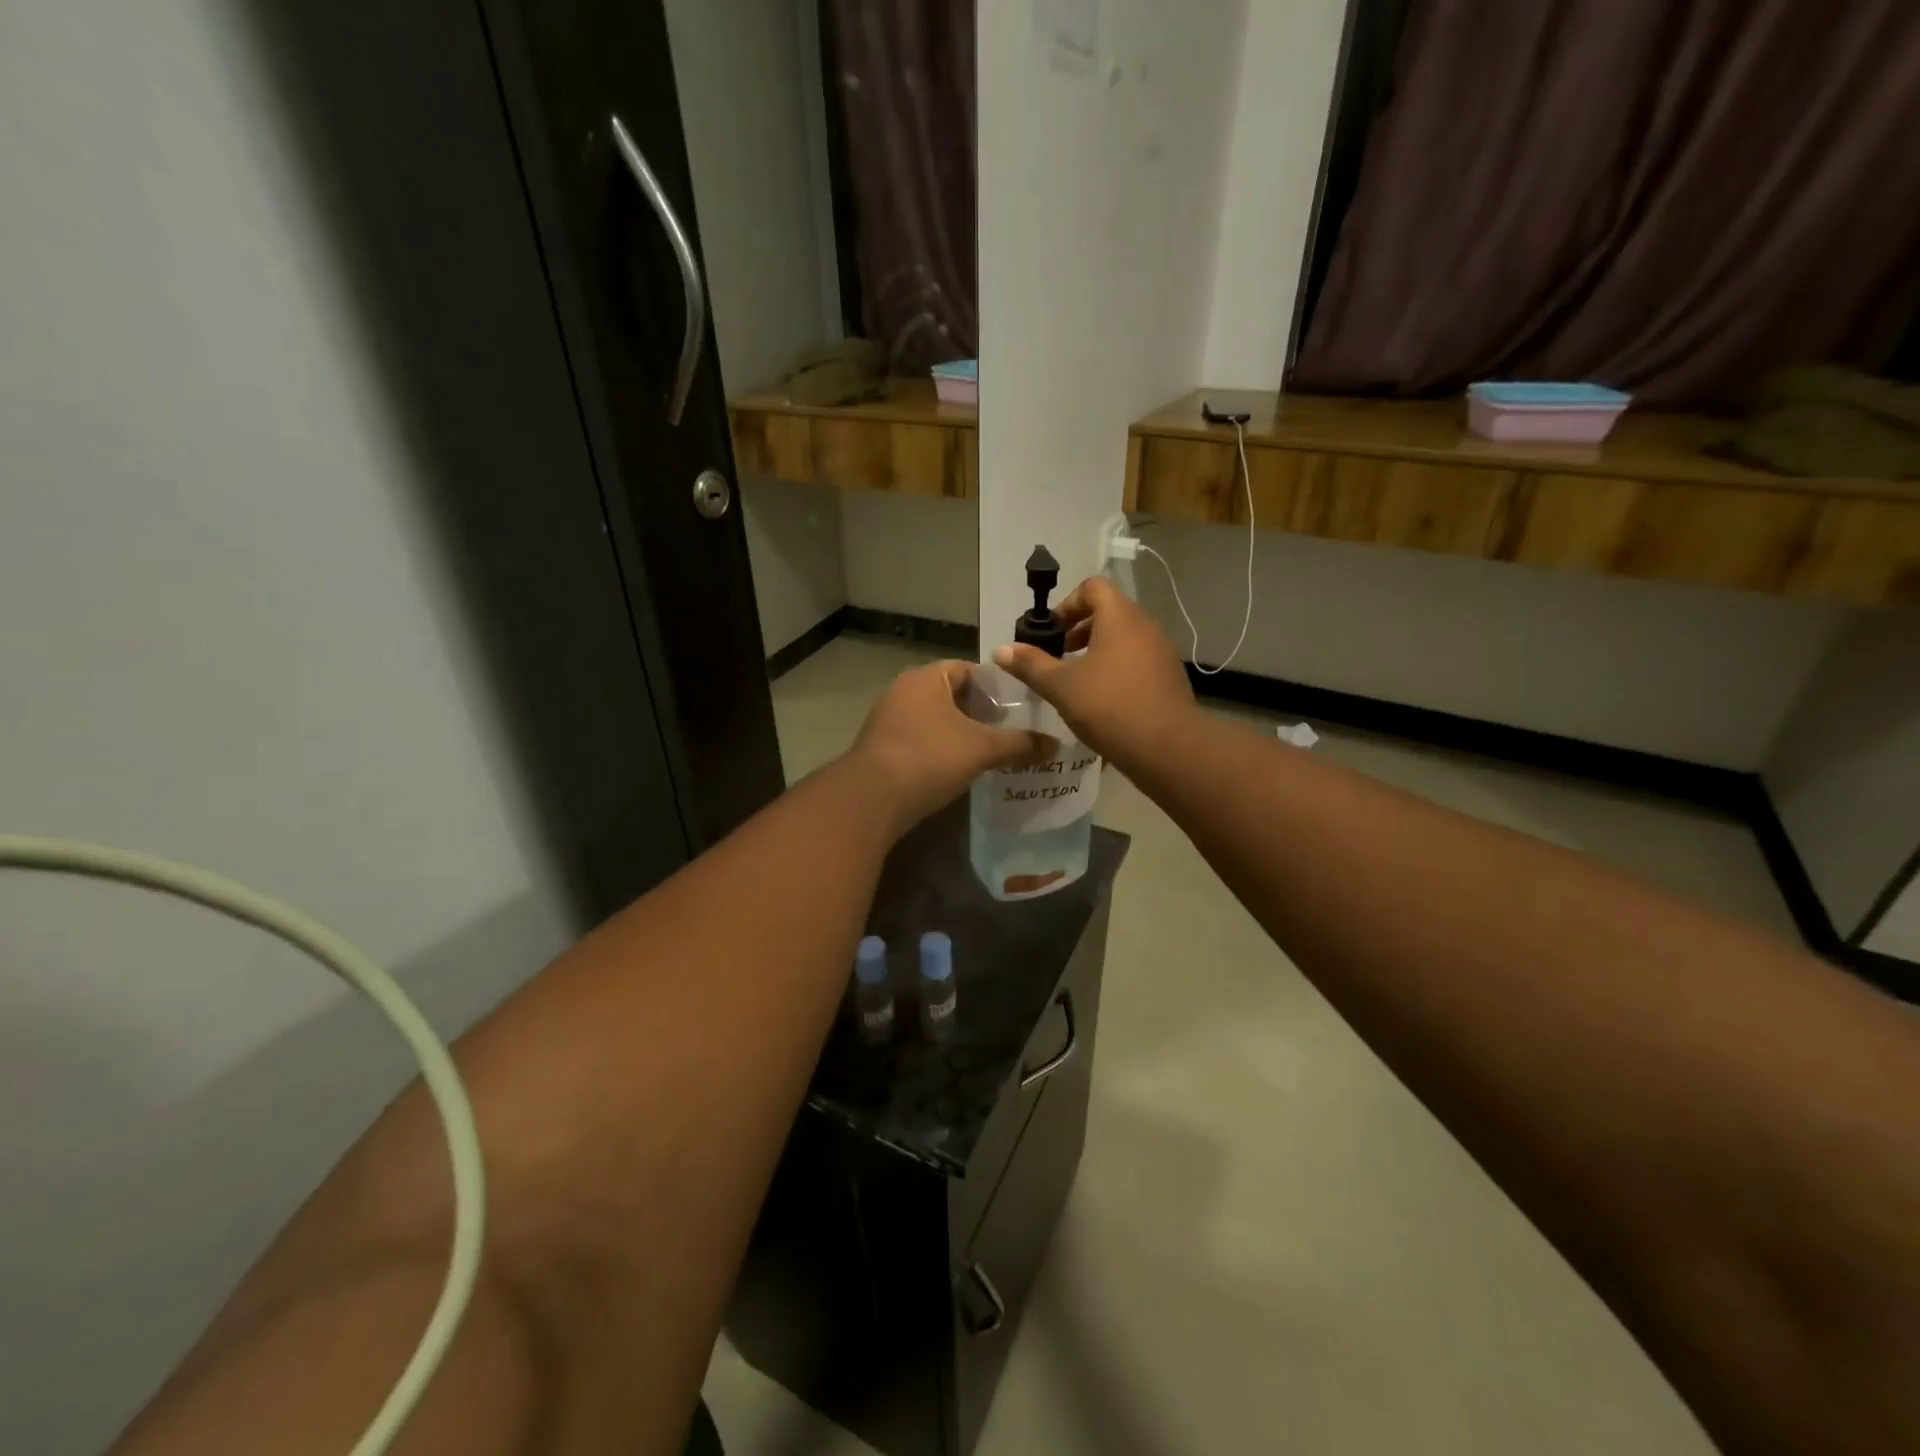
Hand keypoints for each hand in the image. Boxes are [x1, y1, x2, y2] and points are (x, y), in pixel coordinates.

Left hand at [849, 660, 1052, 836]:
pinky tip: (957, 769)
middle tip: (1009, 731)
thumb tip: (1055, 745)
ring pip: (934, 719)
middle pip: (951, 694)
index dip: (996, 687)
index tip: (1019, 708)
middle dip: (979, 712)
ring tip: (989, 752)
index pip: (969, 669)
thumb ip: (1020, 744)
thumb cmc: (930, 758)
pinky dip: (939, 749)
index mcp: (927, 677)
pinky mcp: (880, 746)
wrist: (872, 798)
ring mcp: (887, 719)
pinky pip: (919, 740)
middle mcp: (903, 690)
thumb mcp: (982, 749)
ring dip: (959, 733)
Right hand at [994, 576, 1197, 773]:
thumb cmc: (1109, 706)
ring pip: (1124, 638)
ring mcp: (1161, 651)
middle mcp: (1145, 626)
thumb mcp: (1061, 686)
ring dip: (1097, 651)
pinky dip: (1116, 668)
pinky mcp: (1169, 677)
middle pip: (1109, 611)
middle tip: (1058, 657)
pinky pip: (1137, 660)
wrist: (1167, 747)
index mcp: (1120, 617)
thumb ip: (1031, 665)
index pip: (1093, 587)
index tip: (1051, 633)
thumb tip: (1000, 650)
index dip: (1067, 604)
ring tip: (1077, 681)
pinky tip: (1102, 700)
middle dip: (1079, 629)